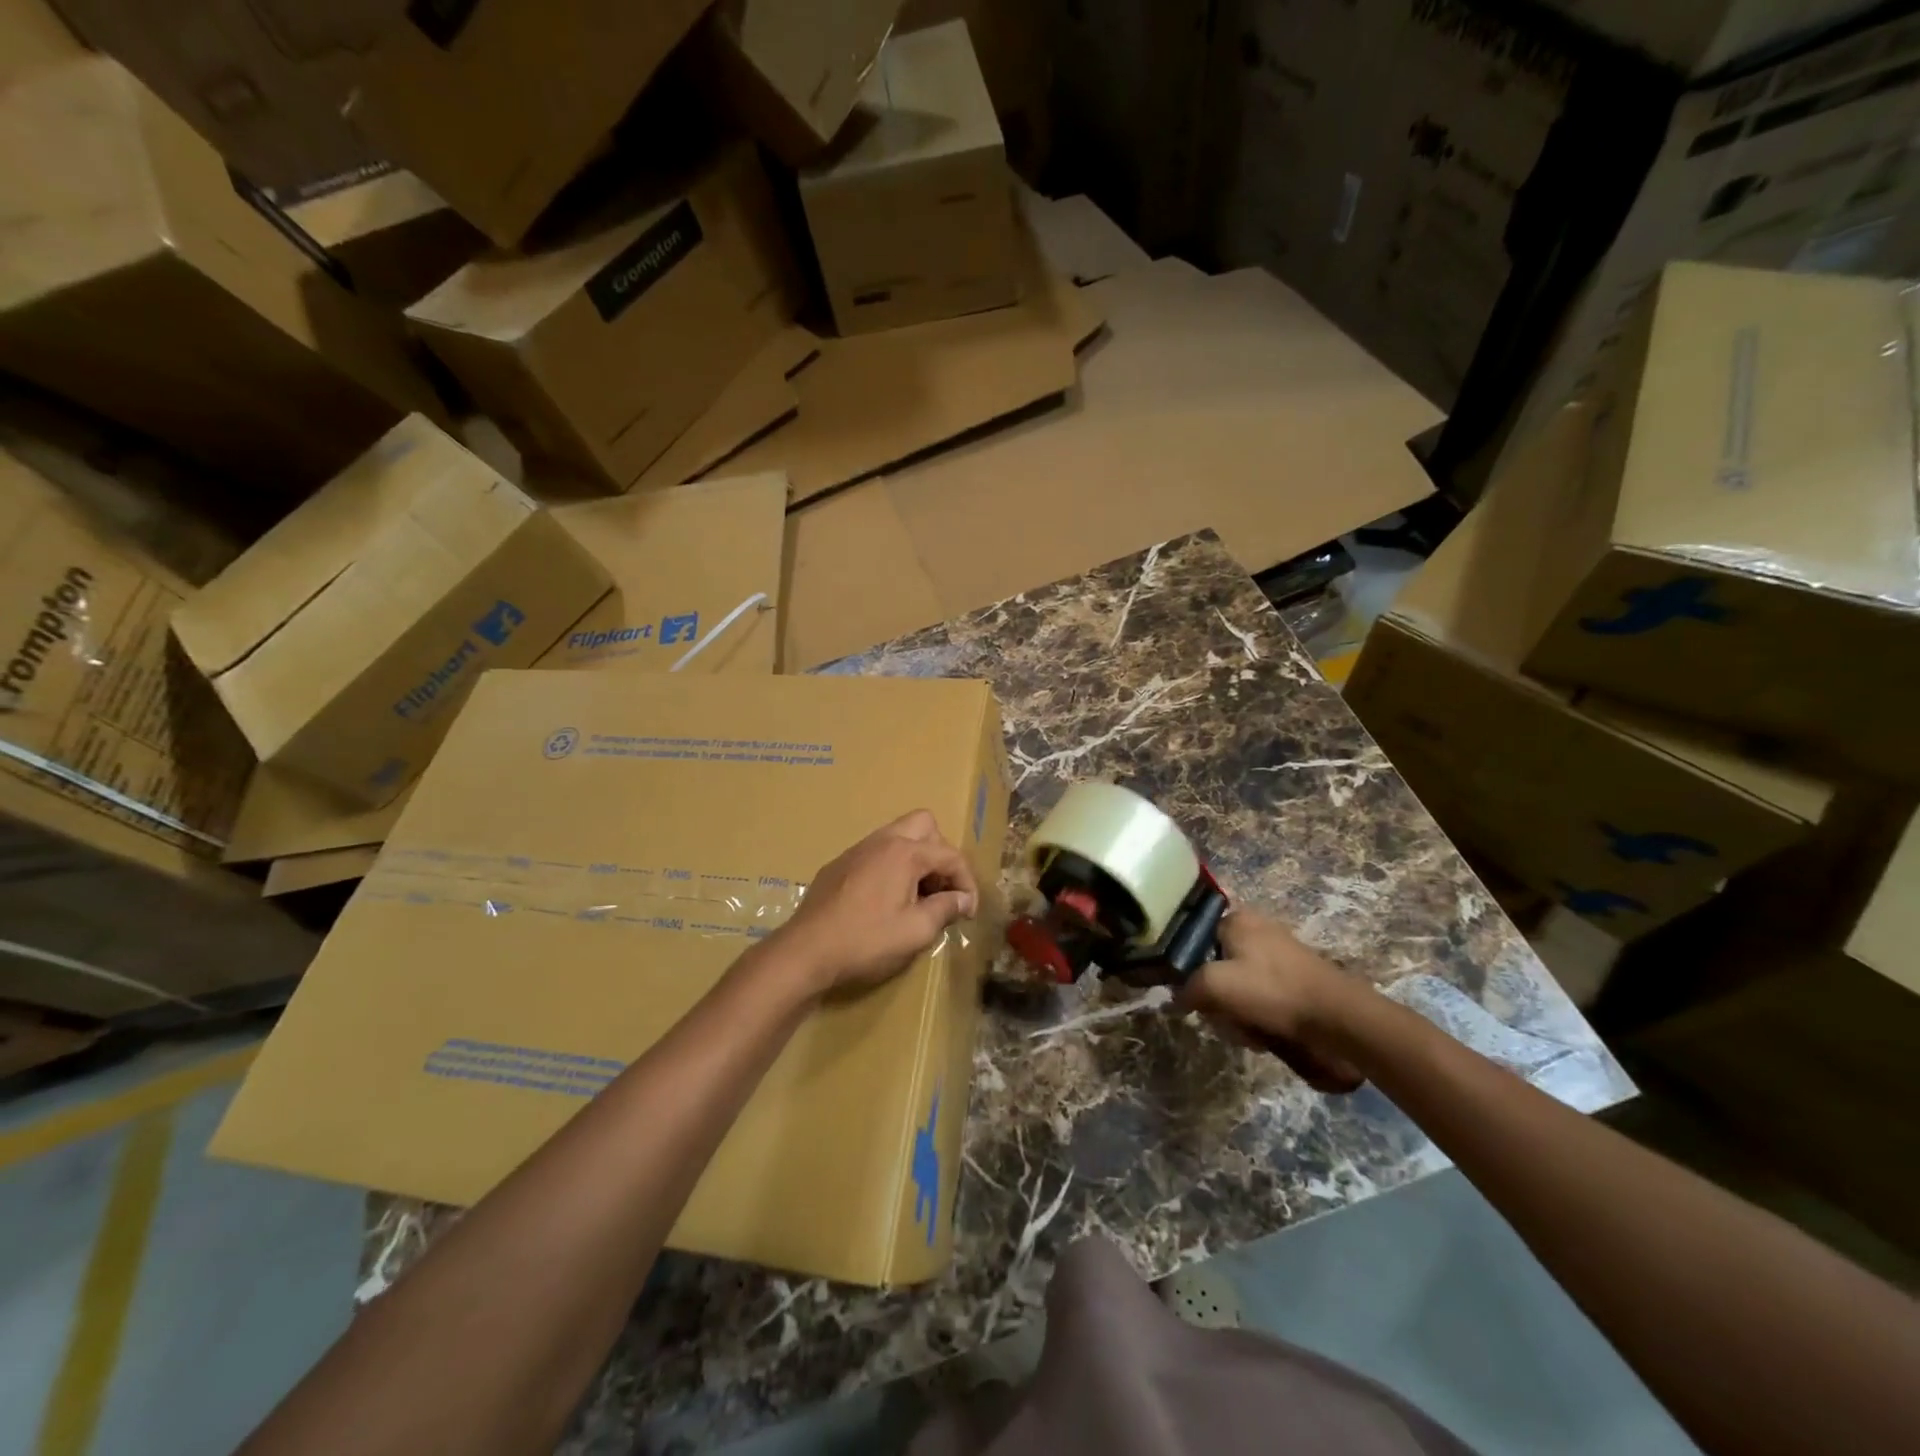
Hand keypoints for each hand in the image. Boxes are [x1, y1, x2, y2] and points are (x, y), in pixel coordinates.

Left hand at [773, 811, 979, 995]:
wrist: (805, 951)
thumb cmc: (866, 941)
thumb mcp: (915, 932)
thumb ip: (945, 909)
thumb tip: (962, 899)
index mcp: (905, 853)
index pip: (950, 855)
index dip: (967, 882)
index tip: (968, 912)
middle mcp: (882, 841)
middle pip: (924, 825)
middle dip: (941, 853)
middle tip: (941, 888)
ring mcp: (857, 850)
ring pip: (897, 835)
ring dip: (916, 858)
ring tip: (918, 895)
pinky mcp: (839, 865)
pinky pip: (876, 852)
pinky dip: (892, 866)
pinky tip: (886, 900)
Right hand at [1182, 911, 1366, 1092]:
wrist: (1338, 1016)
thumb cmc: (1272, 991)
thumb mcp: (1216, 986)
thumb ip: (1187, 988)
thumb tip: (1175, 998)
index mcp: (1236, 920)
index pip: (1194, 942)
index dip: (1190, 973)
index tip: (1197, 998)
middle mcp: (1256, 929)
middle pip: (1216, 968)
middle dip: (1219, 1001)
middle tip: (1227, 1020)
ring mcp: (1278, 953)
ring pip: (1238, 986)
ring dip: (1238, 1013)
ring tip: (1251, 1033)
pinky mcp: (1295, 977)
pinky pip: (1262, 996)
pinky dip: (1260, 1015)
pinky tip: (1267, 1033)